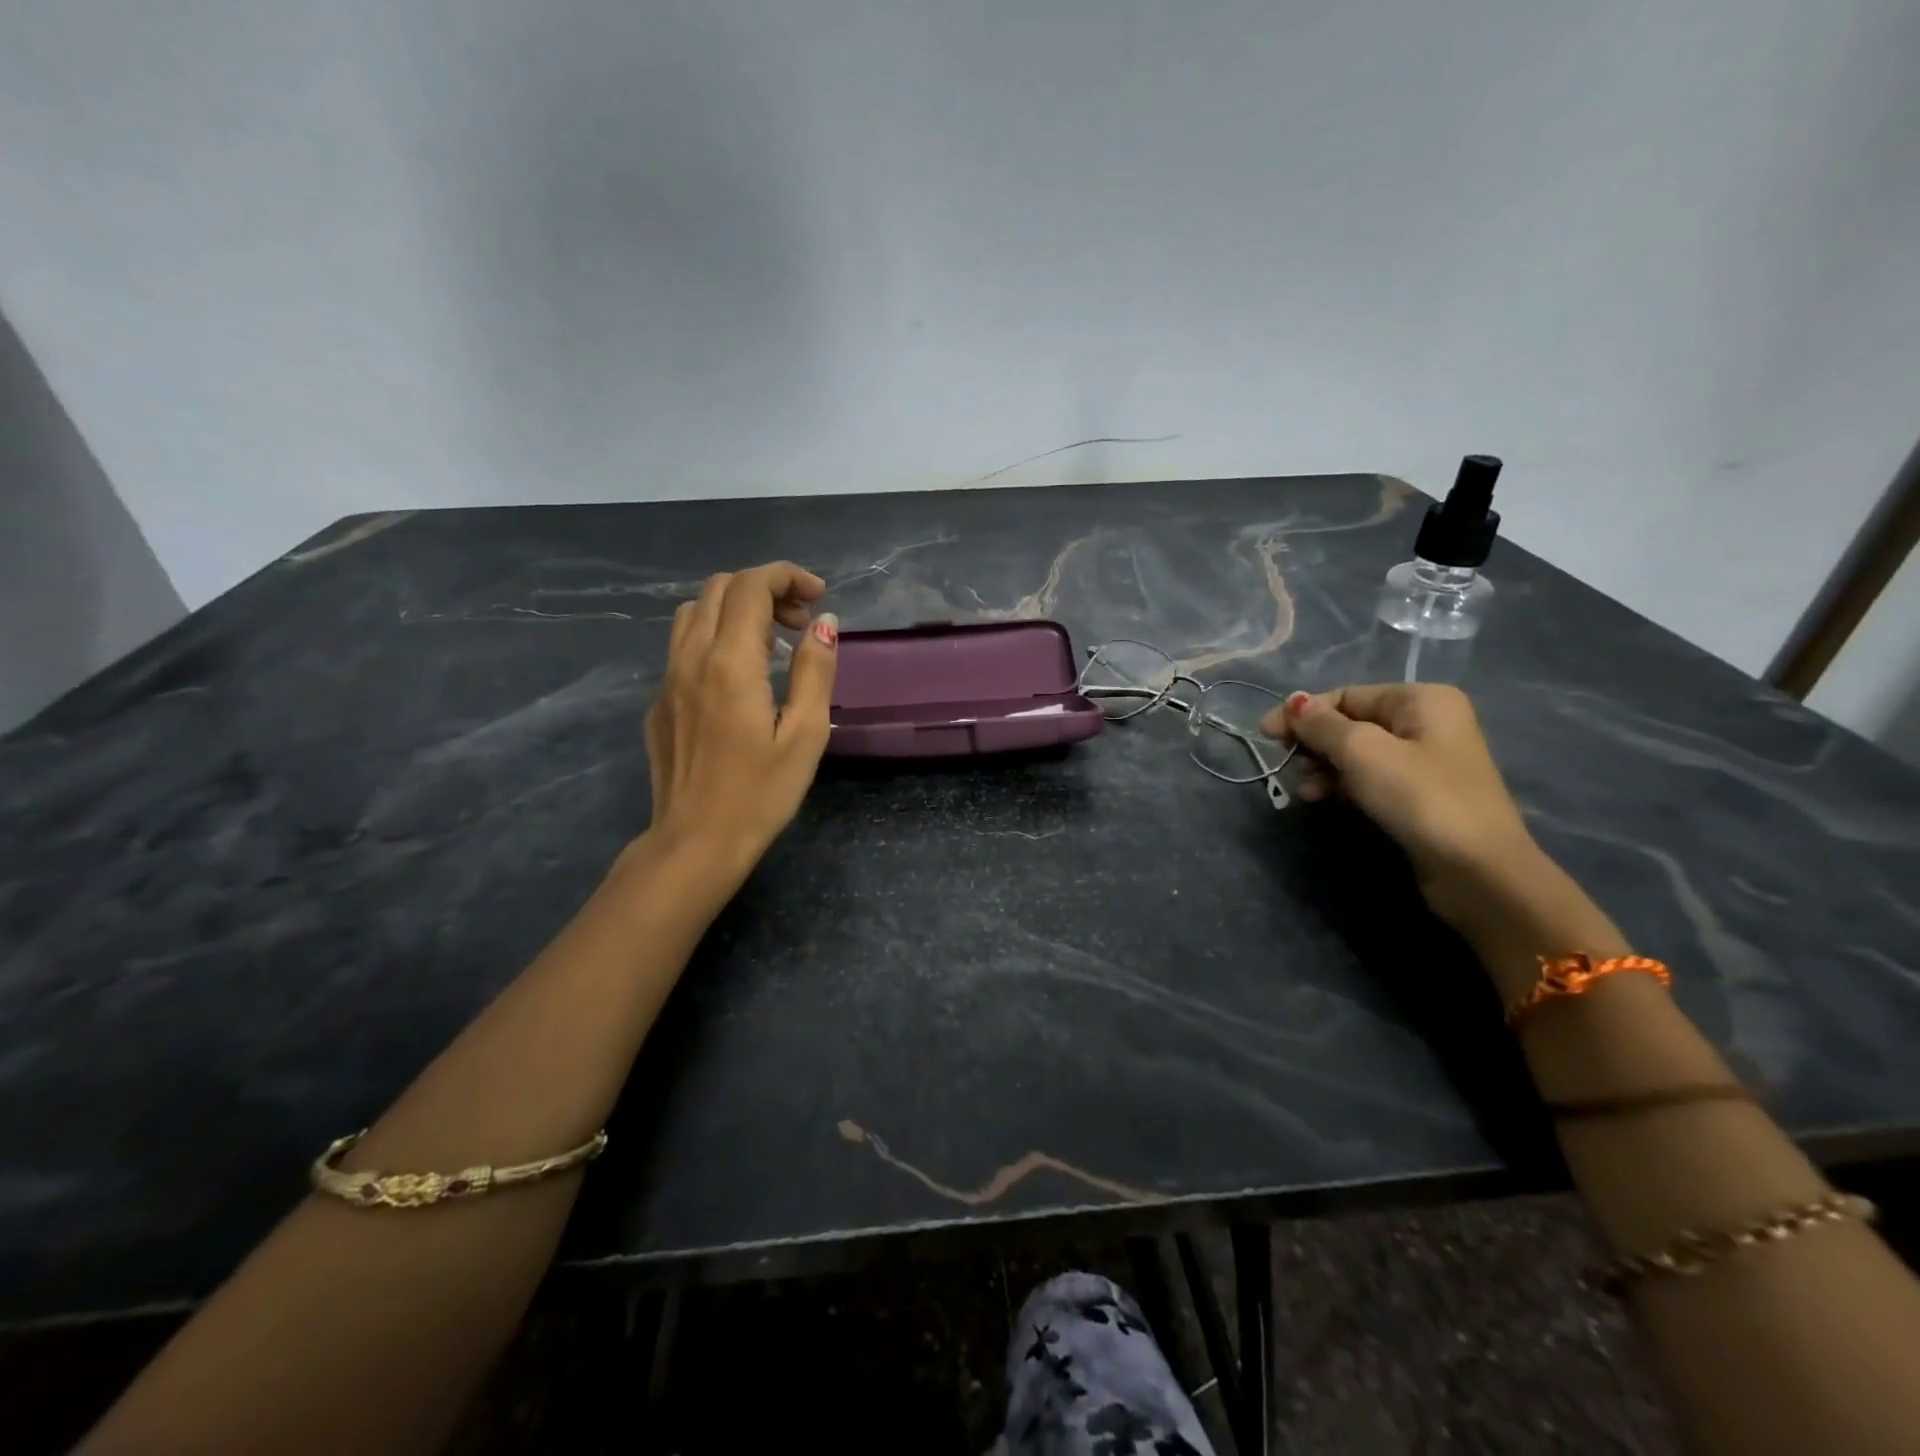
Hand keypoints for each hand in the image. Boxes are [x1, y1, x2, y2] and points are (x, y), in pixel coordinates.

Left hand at [644, 562, 838, 872]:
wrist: (695, 842)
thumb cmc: (760, 794)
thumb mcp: (806, 734)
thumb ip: (815, 670)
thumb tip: (824, 623)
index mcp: (730, 662)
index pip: (750, 586)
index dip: (787, 577)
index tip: (819, 596)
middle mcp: (690, 658)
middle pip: (719, 588)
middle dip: (764, 589)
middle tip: (801, 622)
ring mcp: (666, 680)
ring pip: (695, 613)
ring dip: (736, 609)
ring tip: (772, 644)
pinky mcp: (658, 702)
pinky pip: (683, 647)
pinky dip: (716, 638)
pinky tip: (740, 679)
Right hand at [1261, 684, 1539, 926]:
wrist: (1477, 870)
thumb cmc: (1420, 797)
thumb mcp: (1363, 752)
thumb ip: (1323, 725)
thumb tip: (1294, 702)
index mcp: (1420, 699)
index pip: (1346, 696)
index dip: (1303, 713)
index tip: (1265, 734)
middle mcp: (1426, 722)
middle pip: (1350, 723)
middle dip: (1314, 742)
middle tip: (1284, 763)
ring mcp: (1424, 760)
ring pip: (1357, 753)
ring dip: (1323, 767)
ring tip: (1303, 789)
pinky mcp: (1418, 795)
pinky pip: (1369, 778)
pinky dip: (1342, 784)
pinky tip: (1320, 798)